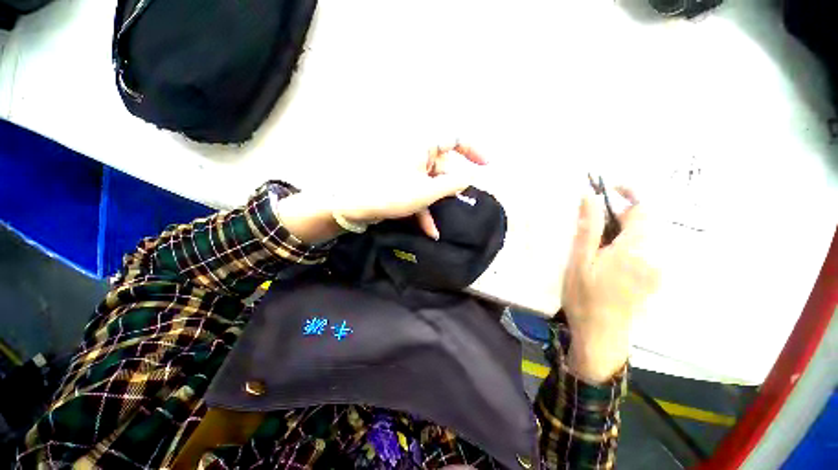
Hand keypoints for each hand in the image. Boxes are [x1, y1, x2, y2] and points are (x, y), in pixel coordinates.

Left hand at [335, 143, 487, 238]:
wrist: (352, 206)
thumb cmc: (391, 194)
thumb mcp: (426, 192)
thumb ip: (451, 184)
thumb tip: (469, 178)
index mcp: (422, 146)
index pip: (454, 138)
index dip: (473, 150)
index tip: (486, 166)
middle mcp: (416, 154)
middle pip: (443, 167)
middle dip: (452, 187)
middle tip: (464, 203)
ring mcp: (407, 170)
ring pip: (430, 183)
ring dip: (437, 204)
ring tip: (443, 224)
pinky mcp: (400, 183)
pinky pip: (417, 192)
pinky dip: (424, 209)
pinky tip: (429, 230)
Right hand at [562, 188, 660, 383]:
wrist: (601, 334)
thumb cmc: (585, 296)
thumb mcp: (579, 261)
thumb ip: (587, 228)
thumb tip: (588, 197)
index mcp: (634, 249)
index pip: (644, 208)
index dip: (630, 192)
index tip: (609, 187)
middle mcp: (653, 255)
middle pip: (645, 221)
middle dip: (620, 214)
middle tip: (592, 222)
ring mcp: (656, 268)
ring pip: (643, 235)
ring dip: (622, 230)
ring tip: (596, 244)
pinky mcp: (653, 278)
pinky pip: (644, 250)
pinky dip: (626, 244)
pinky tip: (607, 259)